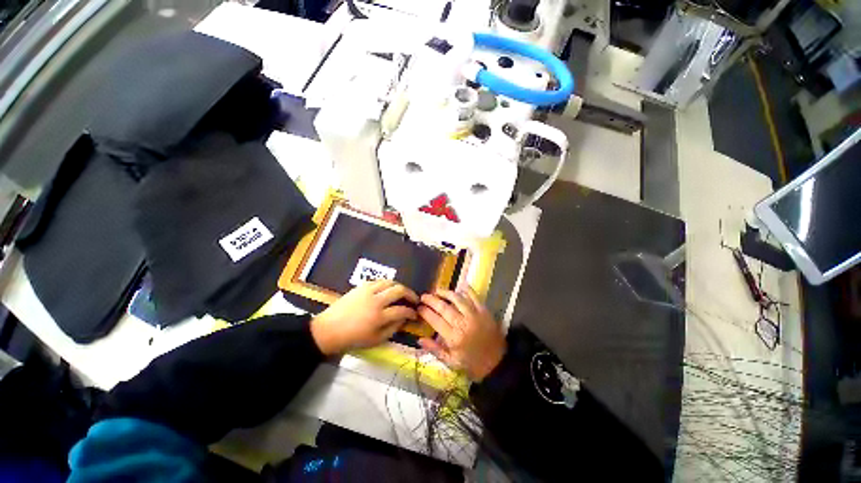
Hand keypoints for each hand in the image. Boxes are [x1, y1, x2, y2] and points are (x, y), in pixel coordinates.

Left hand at [310, 280, 418, 354]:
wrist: (328, 330)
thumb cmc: (352, 338)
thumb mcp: (375, 340)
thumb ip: (392, 329)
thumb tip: (404, 319)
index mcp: (379, 317)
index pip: (402, 310)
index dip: (411, 312)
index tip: (415, 314)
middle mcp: (376, 300)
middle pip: (399, 290)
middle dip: (410, 294)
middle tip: (414, 299)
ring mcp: (368, 291)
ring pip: (390, 282)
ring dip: (399, 287)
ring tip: (402, 293)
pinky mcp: (361, 286)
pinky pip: (379, 281)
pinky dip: (387, 284)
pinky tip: (387, 290)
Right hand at [418, 288, 505, 380]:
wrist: (498, 364)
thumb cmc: (472, 364)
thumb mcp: (451, 362)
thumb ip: (435, 350)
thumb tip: (420, 339)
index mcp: (453, 338)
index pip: (435, 320)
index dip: (425, 312)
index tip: (419, 307)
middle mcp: (463, 324)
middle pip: (444, 307)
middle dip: (432, 300)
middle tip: (424, 296)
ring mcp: (475, 315)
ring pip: (457, 299)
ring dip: (446, 293)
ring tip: (438, 291)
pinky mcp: (485, 311)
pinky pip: (474, 296)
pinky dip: (466, 290)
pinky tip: (459, 287)